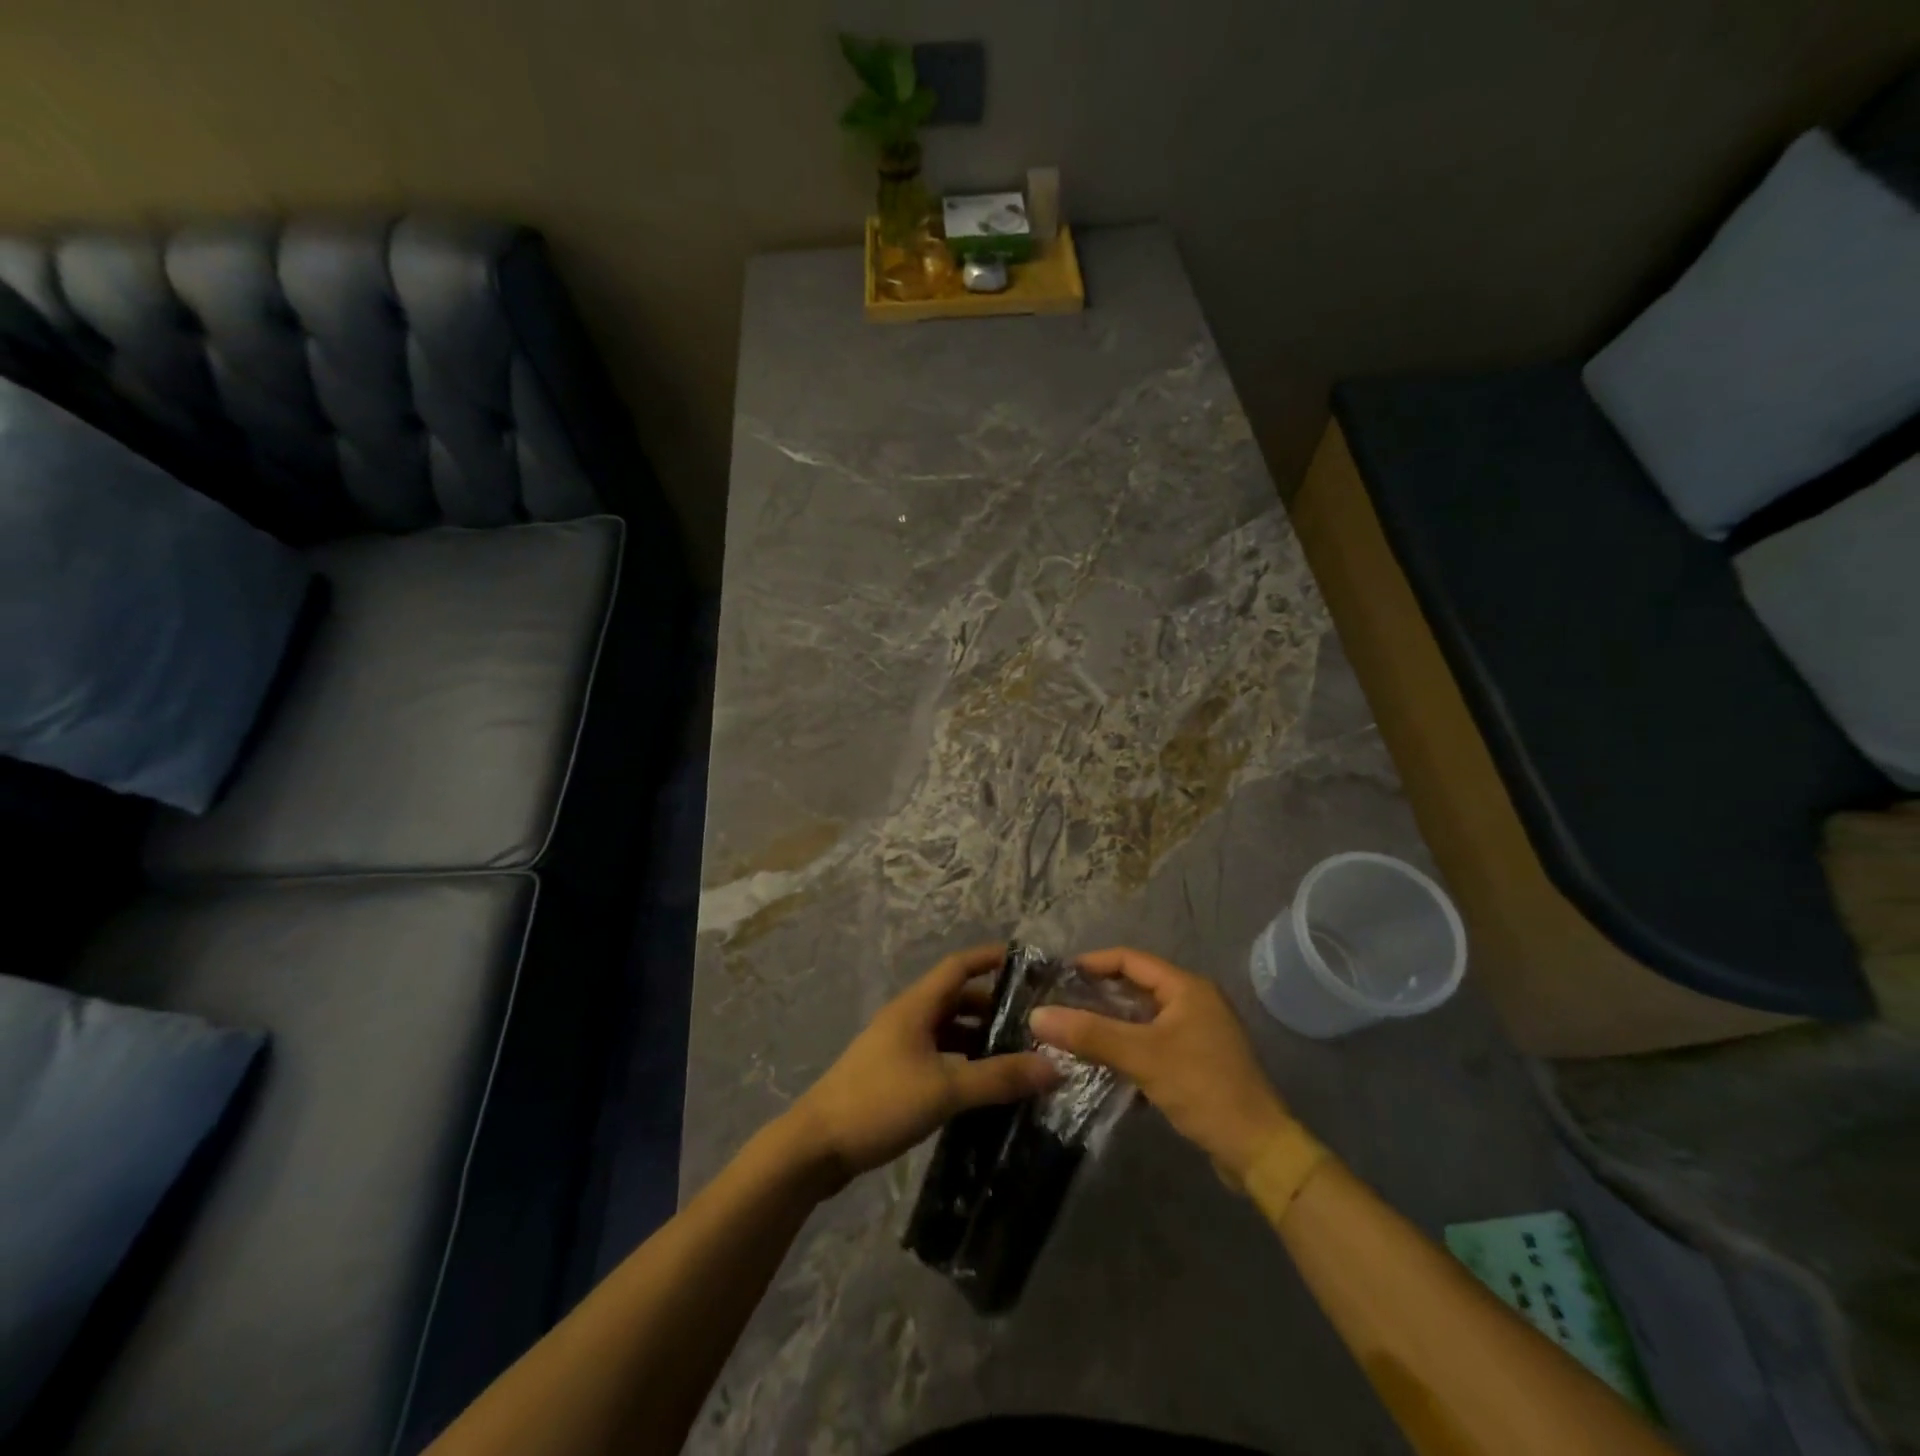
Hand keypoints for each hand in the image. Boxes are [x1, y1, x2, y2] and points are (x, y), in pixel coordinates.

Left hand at [789, 944, 1058, 1182]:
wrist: (816, 1146)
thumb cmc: (880, 1102)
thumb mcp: (945, 1089)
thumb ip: (998, 1077)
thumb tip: (1054, 1066)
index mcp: (916, 1006)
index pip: (958, 966)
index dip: (990, 958)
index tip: (1027, 961)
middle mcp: (907, 1018)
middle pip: (955, 998)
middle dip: (993, 1005)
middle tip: (1034, 1020)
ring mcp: (897, 1046)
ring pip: (946, 1029)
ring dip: (978, 1037)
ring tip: (1017, 1054)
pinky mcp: (892, 1074)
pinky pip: (937, 1054)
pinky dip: (962, 1060)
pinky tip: (982, 1083)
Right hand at [1028, 947, 1291, 1180]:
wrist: (1257, 1149)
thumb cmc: (1203, 1088)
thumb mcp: (1142, 1056)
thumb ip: (1090, 1033)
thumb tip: (1038, 1015)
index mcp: (1187, 988)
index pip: (1131, 960)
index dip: (1094, 963)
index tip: (1059, 975)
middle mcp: (1194, 1002)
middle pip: (1136, 987)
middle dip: (1097, 995)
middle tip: (1059, 1005)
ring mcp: (1197, 1033)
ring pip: (1142, 1018)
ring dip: (1110, 1025)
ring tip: (1072, 1032)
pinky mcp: (1196, 1062)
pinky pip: (1152, 1043)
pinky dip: (1127, 1047)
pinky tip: (1101, 1063)